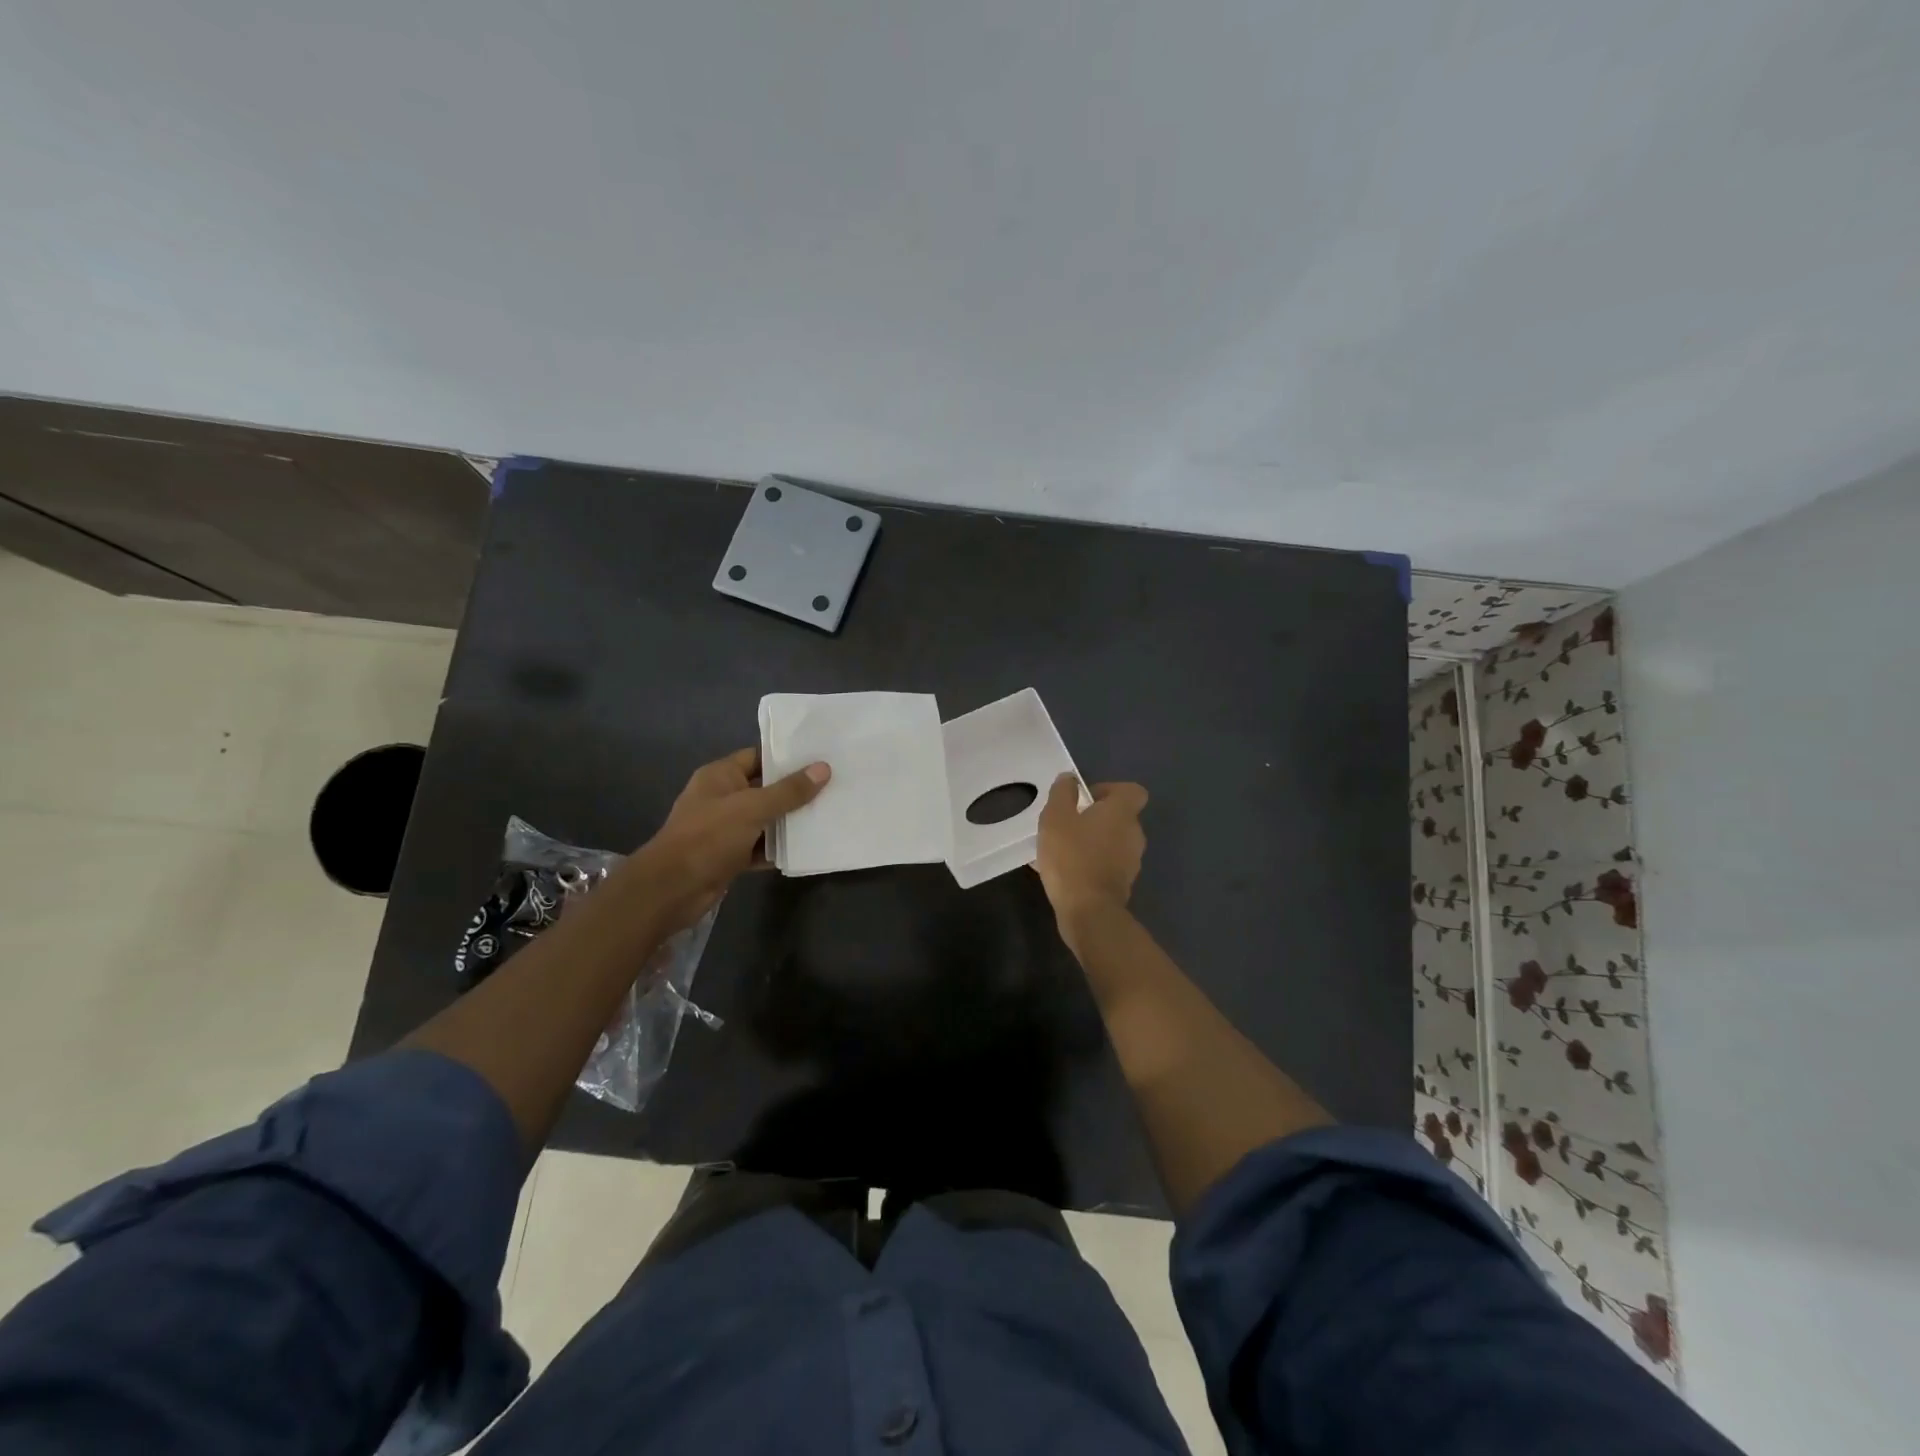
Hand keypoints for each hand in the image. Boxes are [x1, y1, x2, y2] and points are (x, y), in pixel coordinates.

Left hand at [627, 747, 829, 933]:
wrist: (672, 889)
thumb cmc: (709, 837)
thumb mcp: (752, 808)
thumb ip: (789, 791)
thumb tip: (823, 768)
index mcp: (720, 776)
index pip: (758, 756)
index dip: (787, 757)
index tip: (820, 757)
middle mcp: (722, 798)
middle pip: (765, 788)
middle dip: (795, 790)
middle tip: (834, 785)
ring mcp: (725, 828)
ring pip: (765, 820)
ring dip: (789, 821)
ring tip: (828, 813)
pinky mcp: (730, 855)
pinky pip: (760, 847)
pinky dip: (778, 848)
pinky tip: (807, 847)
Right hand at [1033, 773, 1147, 923]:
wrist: (1089, 912)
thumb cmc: (1072, 857)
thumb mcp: (1056, 818)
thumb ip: (1063, 793)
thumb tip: (1070, 779)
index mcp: (1122, 813)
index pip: (1132, 791)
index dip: (1110, 790)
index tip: (1086, 799)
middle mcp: (1134, 835)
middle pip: (1120, 817)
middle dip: (1095, 818)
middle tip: (1067, 824)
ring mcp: (1131, 862)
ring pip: (1112, 842)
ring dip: (1092, 841)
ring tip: (1062, 850)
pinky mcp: (1122, 884)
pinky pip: (1107, 864)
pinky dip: (1091, 863)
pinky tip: (1065, 872)